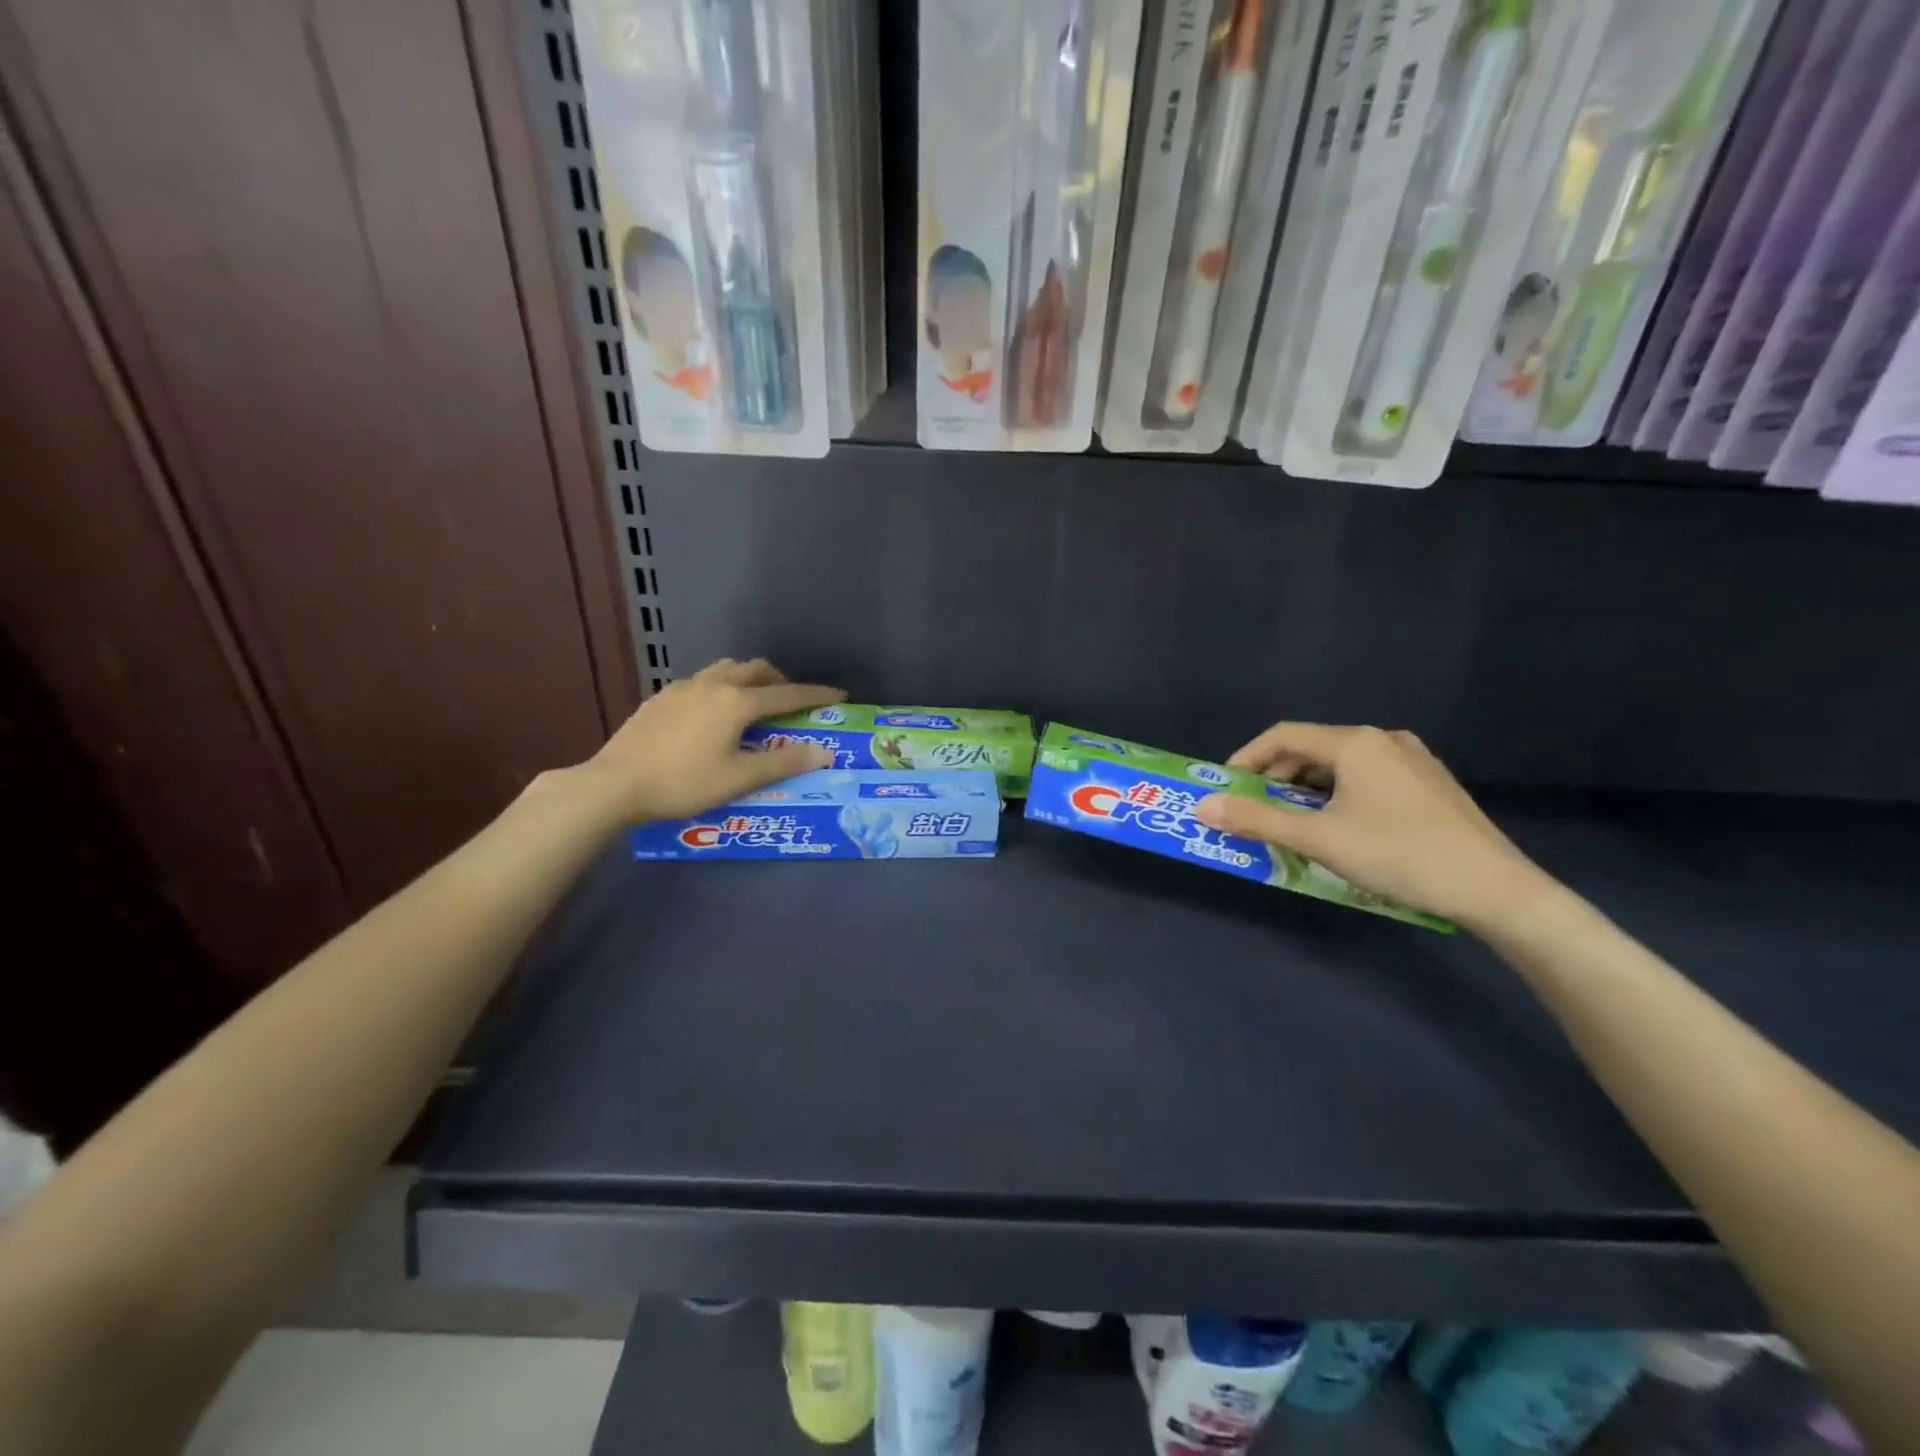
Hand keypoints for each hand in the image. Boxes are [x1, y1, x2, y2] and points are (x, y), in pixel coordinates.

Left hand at [579, 658, 844, 822]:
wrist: (615, 784)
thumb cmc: (684, 783)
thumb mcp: (739, 778)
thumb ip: (783, 762)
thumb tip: (823, 752)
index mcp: (736, 702)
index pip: (787, 694)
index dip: (815, 695)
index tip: (838, 694)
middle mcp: (712, 685)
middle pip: (755, 669)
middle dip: (780, 681)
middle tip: (790, 703)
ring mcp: (682, 688)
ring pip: (725, 669)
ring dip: (748, 679)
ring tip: (752, 704)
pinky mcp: (661, 697)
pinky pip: (702, 681)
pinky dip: (721, 688)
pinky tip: (711, 714)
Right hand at [1193, 723, 1551, 929]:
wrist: (1495, 889)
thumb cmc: (1397, 854)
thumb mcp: (1318, 839)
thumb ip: (1257, 820)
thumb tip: (1202, 806)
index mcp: (1355, 742)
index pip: (1282, 735)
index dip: (1245, 759)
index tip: (1225, 789)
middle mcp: (1383, 739)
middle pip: (1311, 748)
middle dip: (1275, 778)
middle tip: (1255, 811)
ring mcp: (1412, 759)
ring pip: (1340, 765)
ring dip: (1306, 789)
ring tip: (1293, 823)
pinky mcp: (1428, 783)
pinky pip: (1366, 778)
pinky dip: (1337, 795)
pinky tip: (1339, 827)